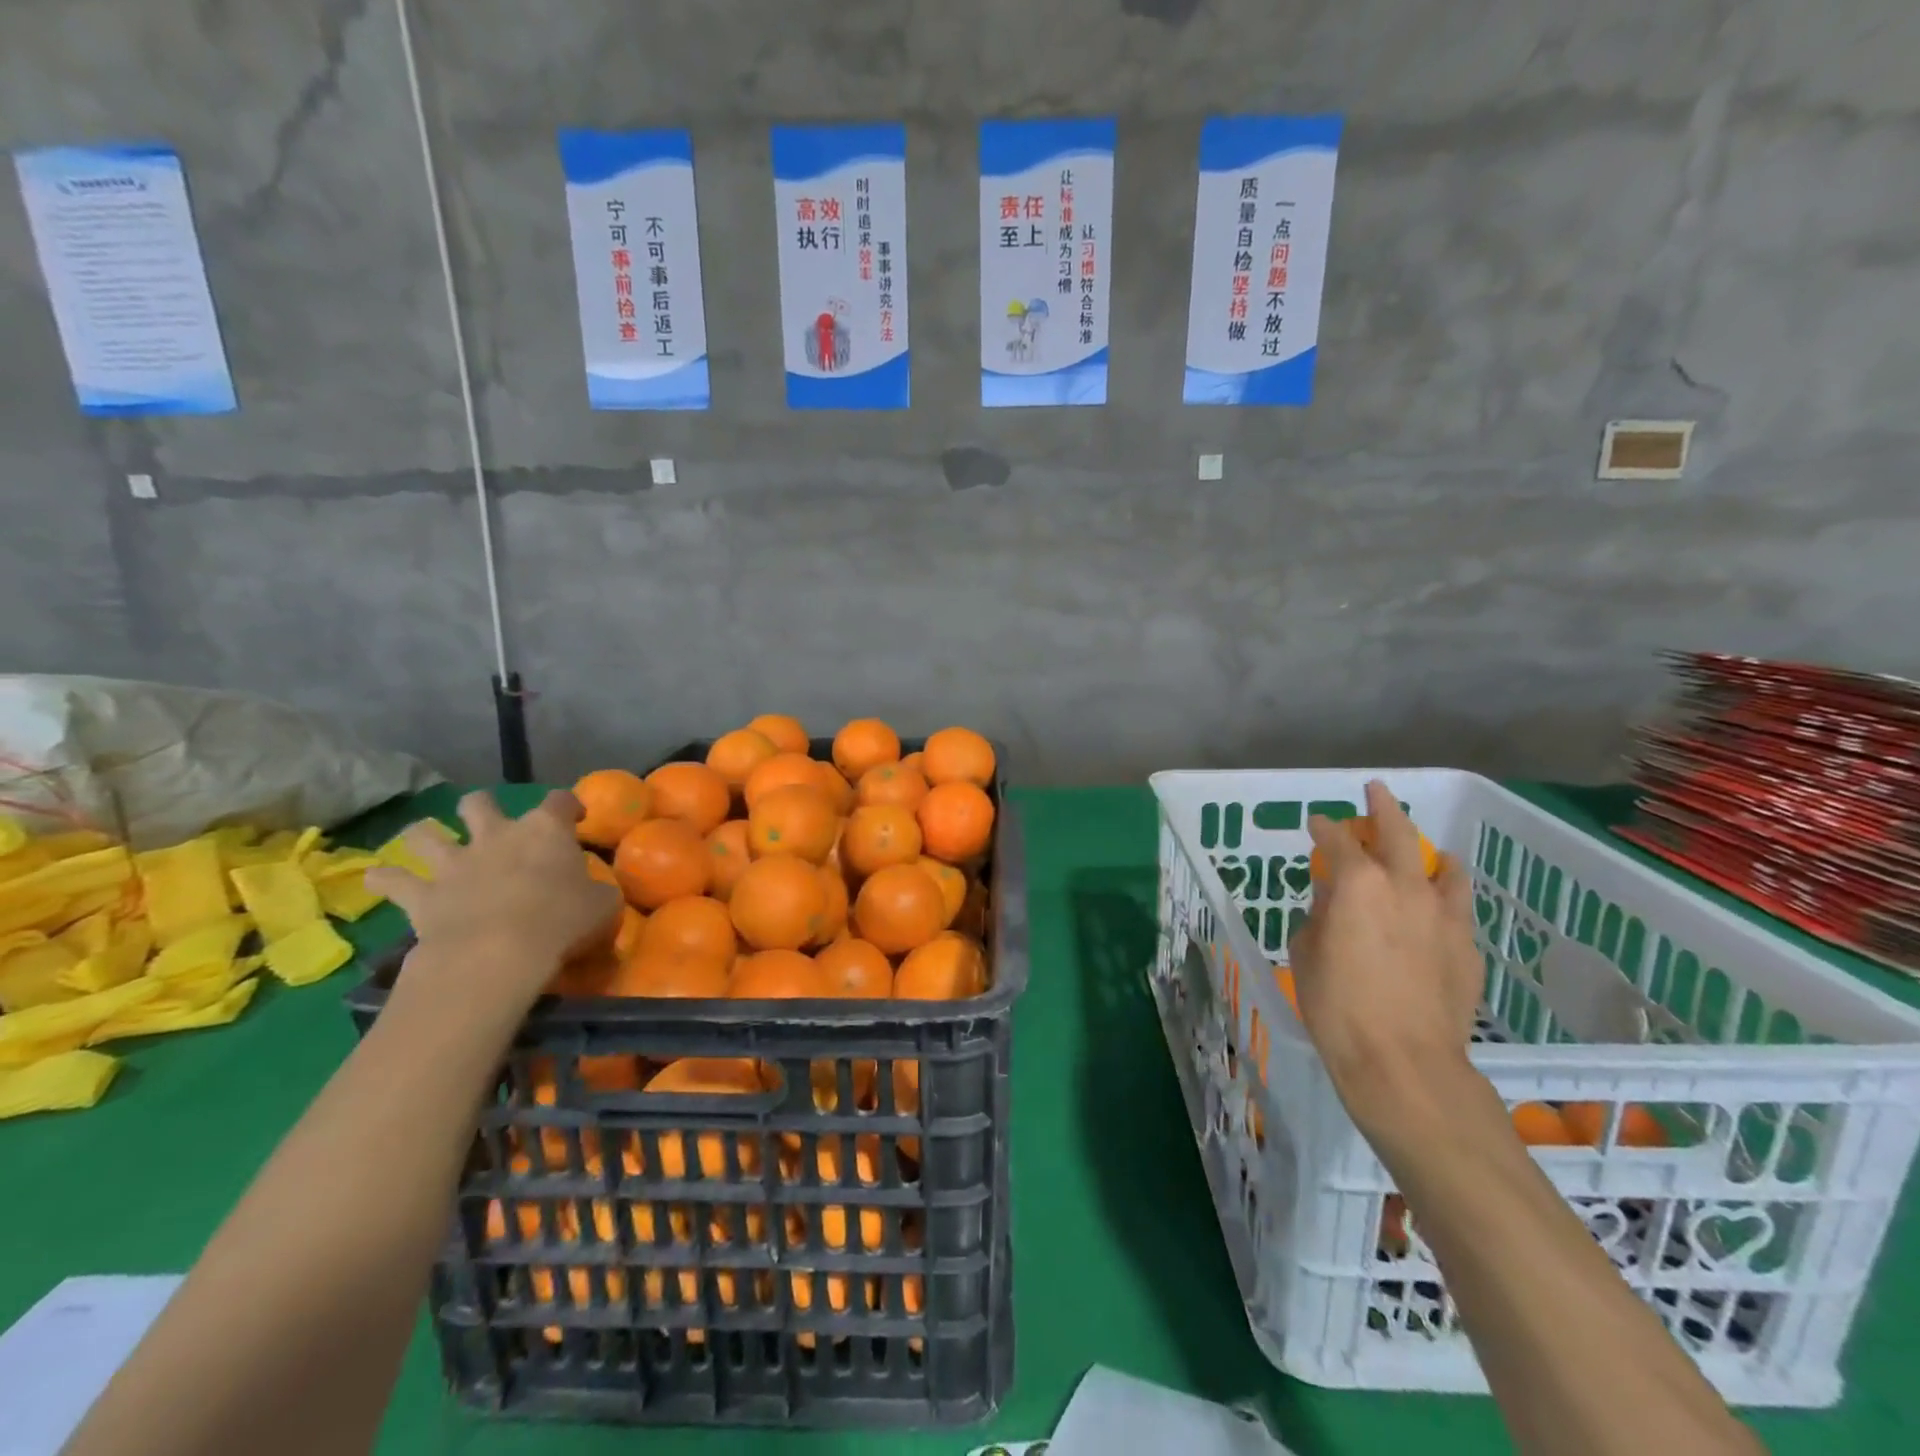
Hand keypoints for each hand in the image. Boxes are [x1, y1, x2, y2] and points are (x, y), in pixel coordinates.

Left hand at [365, 791, 620, 1016]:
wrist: (498, 953)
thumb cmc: (562, 920)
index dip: (569, 806)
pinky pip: (392, 881)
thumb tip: (596, 893)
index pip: (560, 800)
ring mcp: (455, 863)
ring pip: (426, 833)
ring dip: (425, 835)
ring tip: (428, 843)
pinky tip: (378, 880)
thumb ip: (598, 892)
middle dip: (483, 808)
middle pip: (480, 802)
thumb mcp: (602, 906)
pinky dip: (385, 879)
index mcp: (545, 830)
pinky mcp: (422, 895)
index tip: (576, 818)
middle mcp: (497, 835)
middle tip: (492, 825)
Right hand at [1288, 781, 1483, 1135]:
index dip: (1323, 828)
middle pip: (1398, 833)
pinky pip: (1458, 906)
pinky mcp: (1467, 946)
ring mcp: (1443, 915)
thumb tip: (1335, 901)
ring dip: (1428, 853)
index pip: (1337, 840)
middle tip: (1376, 791)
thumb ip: (1321, 915)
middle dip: (1384, 807)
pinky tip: (1435, 908)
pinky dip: (1445, 895)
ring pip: (1444, 866)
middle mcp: (1404, 886)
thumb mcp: (1307, 953)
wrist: (1404, 1062)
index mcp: (1357, 884)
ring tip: (1424, 853)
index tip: (1316, 823)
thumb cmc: (1336, 1006)